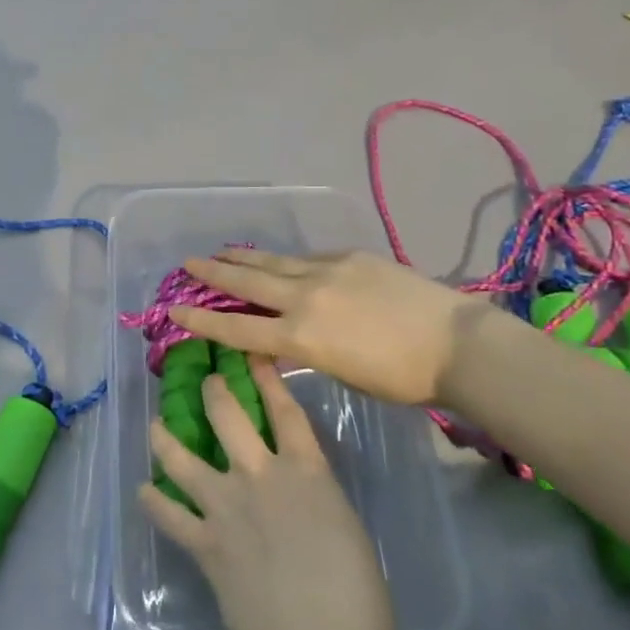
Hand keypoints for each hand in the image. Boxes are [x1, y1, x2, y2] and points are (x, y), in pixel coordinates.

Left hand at [140, 357, 395, 629]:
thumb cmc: (359, 603)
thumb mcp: (348, 532)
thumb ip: (319, 504)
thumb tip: (302, 503)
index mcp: (308, 473)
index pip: (285, 411)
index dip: (268, 378)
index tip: (252, 354)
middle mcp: (261, 477)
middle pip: (228, 417)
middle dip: (213, 392)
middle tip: (205, 381)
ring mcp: (227, 507)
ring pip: (184, 458)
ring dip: (166, 438)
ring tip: (156, 426)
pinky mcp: (204, 544)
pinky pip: (170, 515)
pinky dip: (154, 502)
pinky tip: (143, 492)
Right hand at [170, 250, 470, 405]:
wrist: (455, 343)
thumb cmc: (402, 378)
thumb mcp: (342, 373)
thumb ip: (308, 349)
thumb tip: (290, 334)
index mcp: (301, 337)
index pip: (238, 327)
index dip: (202, 319)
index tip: (174, 309)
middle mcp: (305, 298)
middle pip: (248, 282)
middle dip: (213, 273)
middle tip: (187, 263)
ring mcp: (327, 271)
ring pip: (274, 262)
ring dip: (244, 257)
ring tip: (220, 251)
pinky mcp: (350, 257)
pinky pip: (309, 258)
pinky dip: (288, 262)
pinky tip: (282, 261)